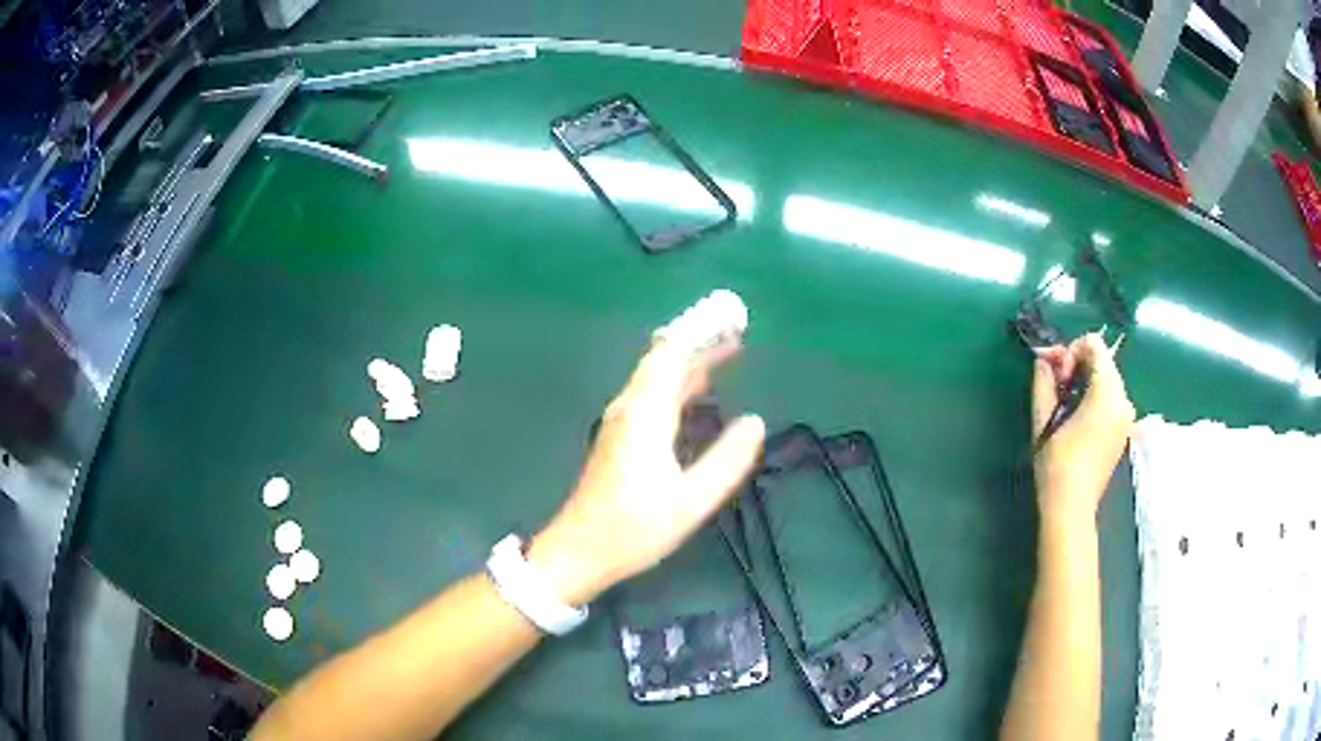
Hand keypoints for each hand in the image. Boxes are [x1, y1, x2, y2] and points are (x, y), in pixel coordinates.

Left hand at [528, 338, 765, 604]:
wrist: (580, 551)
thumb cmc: (633, 528)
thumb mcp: (690, 500)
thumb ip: (726, 460)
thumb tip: (755, 422)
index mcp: (645, 414)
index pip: (672, 353)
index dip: (703, 331)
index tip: (733, 317)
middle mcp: (630, 408)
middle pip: (664, 359)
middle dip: (701, 340)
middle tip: (739, 330)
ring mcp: (622, 422)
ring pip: (658, 377)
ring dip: (692, 361)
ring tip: (729, 352)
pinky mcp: (621, 438)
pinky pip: (654, 395)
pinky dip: (681, 383)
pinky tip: (700, 394)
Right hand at [1031, 333, 1134, 520]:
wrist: (1071, 509)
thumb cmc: (1057, 465)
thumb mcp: (1044, 420)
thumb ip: (1044, 382)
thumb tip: (1043, 359)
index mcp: (1108, 394)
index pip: (1094, 344)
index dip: (1071, 351)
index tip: (1056, 377)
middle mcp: (1124, 399)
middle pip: (1102, 360)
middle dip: (1077, 365)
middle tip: (1055, 388)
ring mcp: (1127, 416)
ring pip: (1107, 378)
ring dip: (1085, 381)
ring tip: (1065, 403)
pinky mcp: (1124, 429)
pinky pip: (1111, 397)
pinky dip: (1094, 396)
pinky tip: (1077, 416)